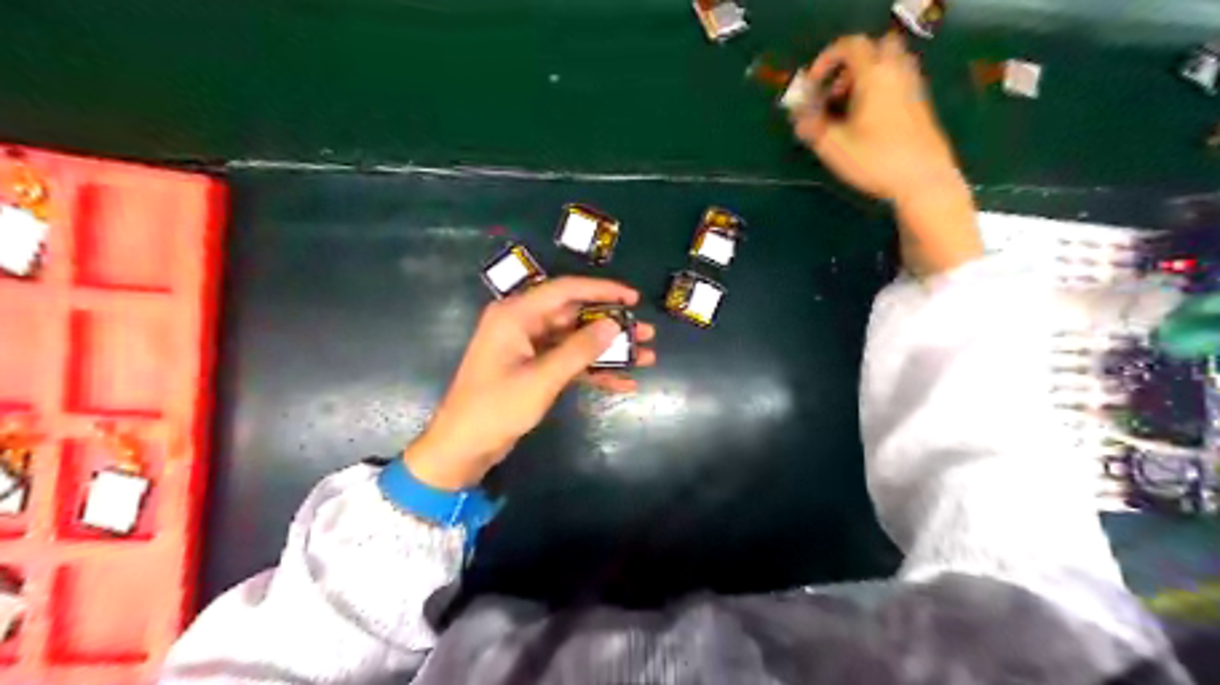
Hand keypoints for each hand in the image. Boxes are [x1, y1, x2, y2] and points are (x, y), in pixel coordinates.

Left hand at [404, 277, 658, 490]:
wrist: (463, 447)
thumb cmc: (496, 408)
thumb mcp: (542, 378)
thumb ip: (579, 349)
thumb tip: (613, 325)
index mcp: (516, 315)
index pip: (566, 290)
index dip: (602, 291)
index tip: (634, 299)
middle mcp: (522, 324)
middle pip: (575, 316)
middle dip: (611, 326)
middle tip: (646, 333)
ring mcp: (528, 347)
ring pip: (576, 340)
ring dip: (608, 351)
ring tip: (645, 357)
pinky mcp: (533, 368)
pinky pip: (569, 362)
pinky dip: (593, 371)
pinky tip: (623, 382)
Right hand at [796, 31, 967, 199]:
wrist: (923, 180)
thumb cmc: (875, 160)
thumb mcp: (833, 146)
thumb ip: (811, 125)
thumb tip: (798, 115)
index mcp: (874, 74)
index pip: (850, 46)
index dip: (825, 60)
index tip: (812, 86)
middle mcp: (897, 73)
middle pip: (874, 49)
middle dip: (850, 66)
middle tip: (834, 92)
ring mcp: (913, 88)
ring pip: (888, 67)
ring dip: (865, 80)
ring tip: (847, 111)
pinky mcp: (921, 106)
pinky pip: (896, 84)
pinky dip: (878, 93)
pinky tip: (866, 124)